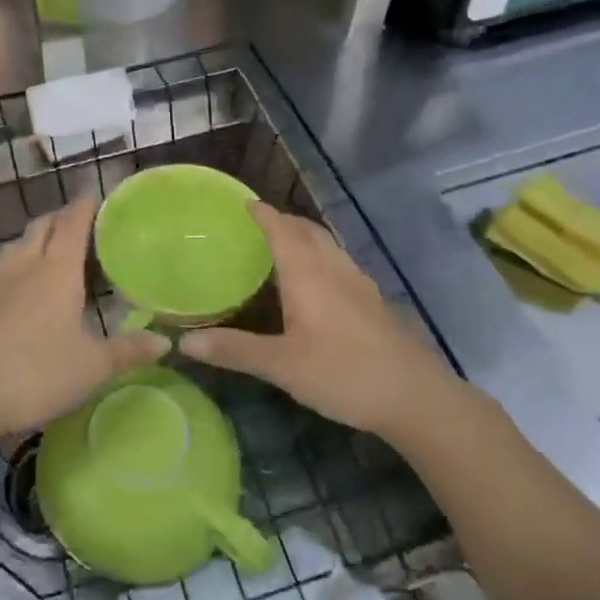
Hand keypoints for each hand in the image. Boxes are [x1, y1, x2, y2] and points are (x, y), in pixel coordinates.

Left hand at [0, 196, 163, 443]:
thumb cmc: (36, 373)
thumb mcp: (92, 367)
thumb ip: (128, 351)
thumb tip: (165, 341)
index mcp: (58, 269)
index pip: (73, 222)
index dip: (86, 204)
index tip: (98, 194)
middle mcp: (27, 264)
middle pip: (44, 224)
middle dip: (63, 216)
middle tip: (85, 223)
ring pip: (20, 242)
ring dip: (39, 236)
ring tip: (57, 248)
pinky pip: (5, 264)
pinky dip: (22, 259)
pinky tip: (27, 283)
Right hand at [186, 203, 458, 440]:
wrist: (414, 396)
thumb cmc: (343, 373)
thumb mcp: (282, 366)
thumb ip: (234, 350)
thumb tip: (184, 341)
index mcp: (308, 274)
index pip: (282, 230)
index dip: (263, 214)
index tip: (246, 203)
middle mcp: (334, 269)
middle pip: (308, 231)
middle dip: (284, 221)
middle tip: (260, 223)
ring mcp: (359, 284)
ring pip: (328, 246)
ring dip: (305, 236)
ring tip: (286, 245)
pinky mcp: (374, 302)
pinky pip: (340, 263)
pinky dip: (322, 256)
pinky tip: (319, 282)